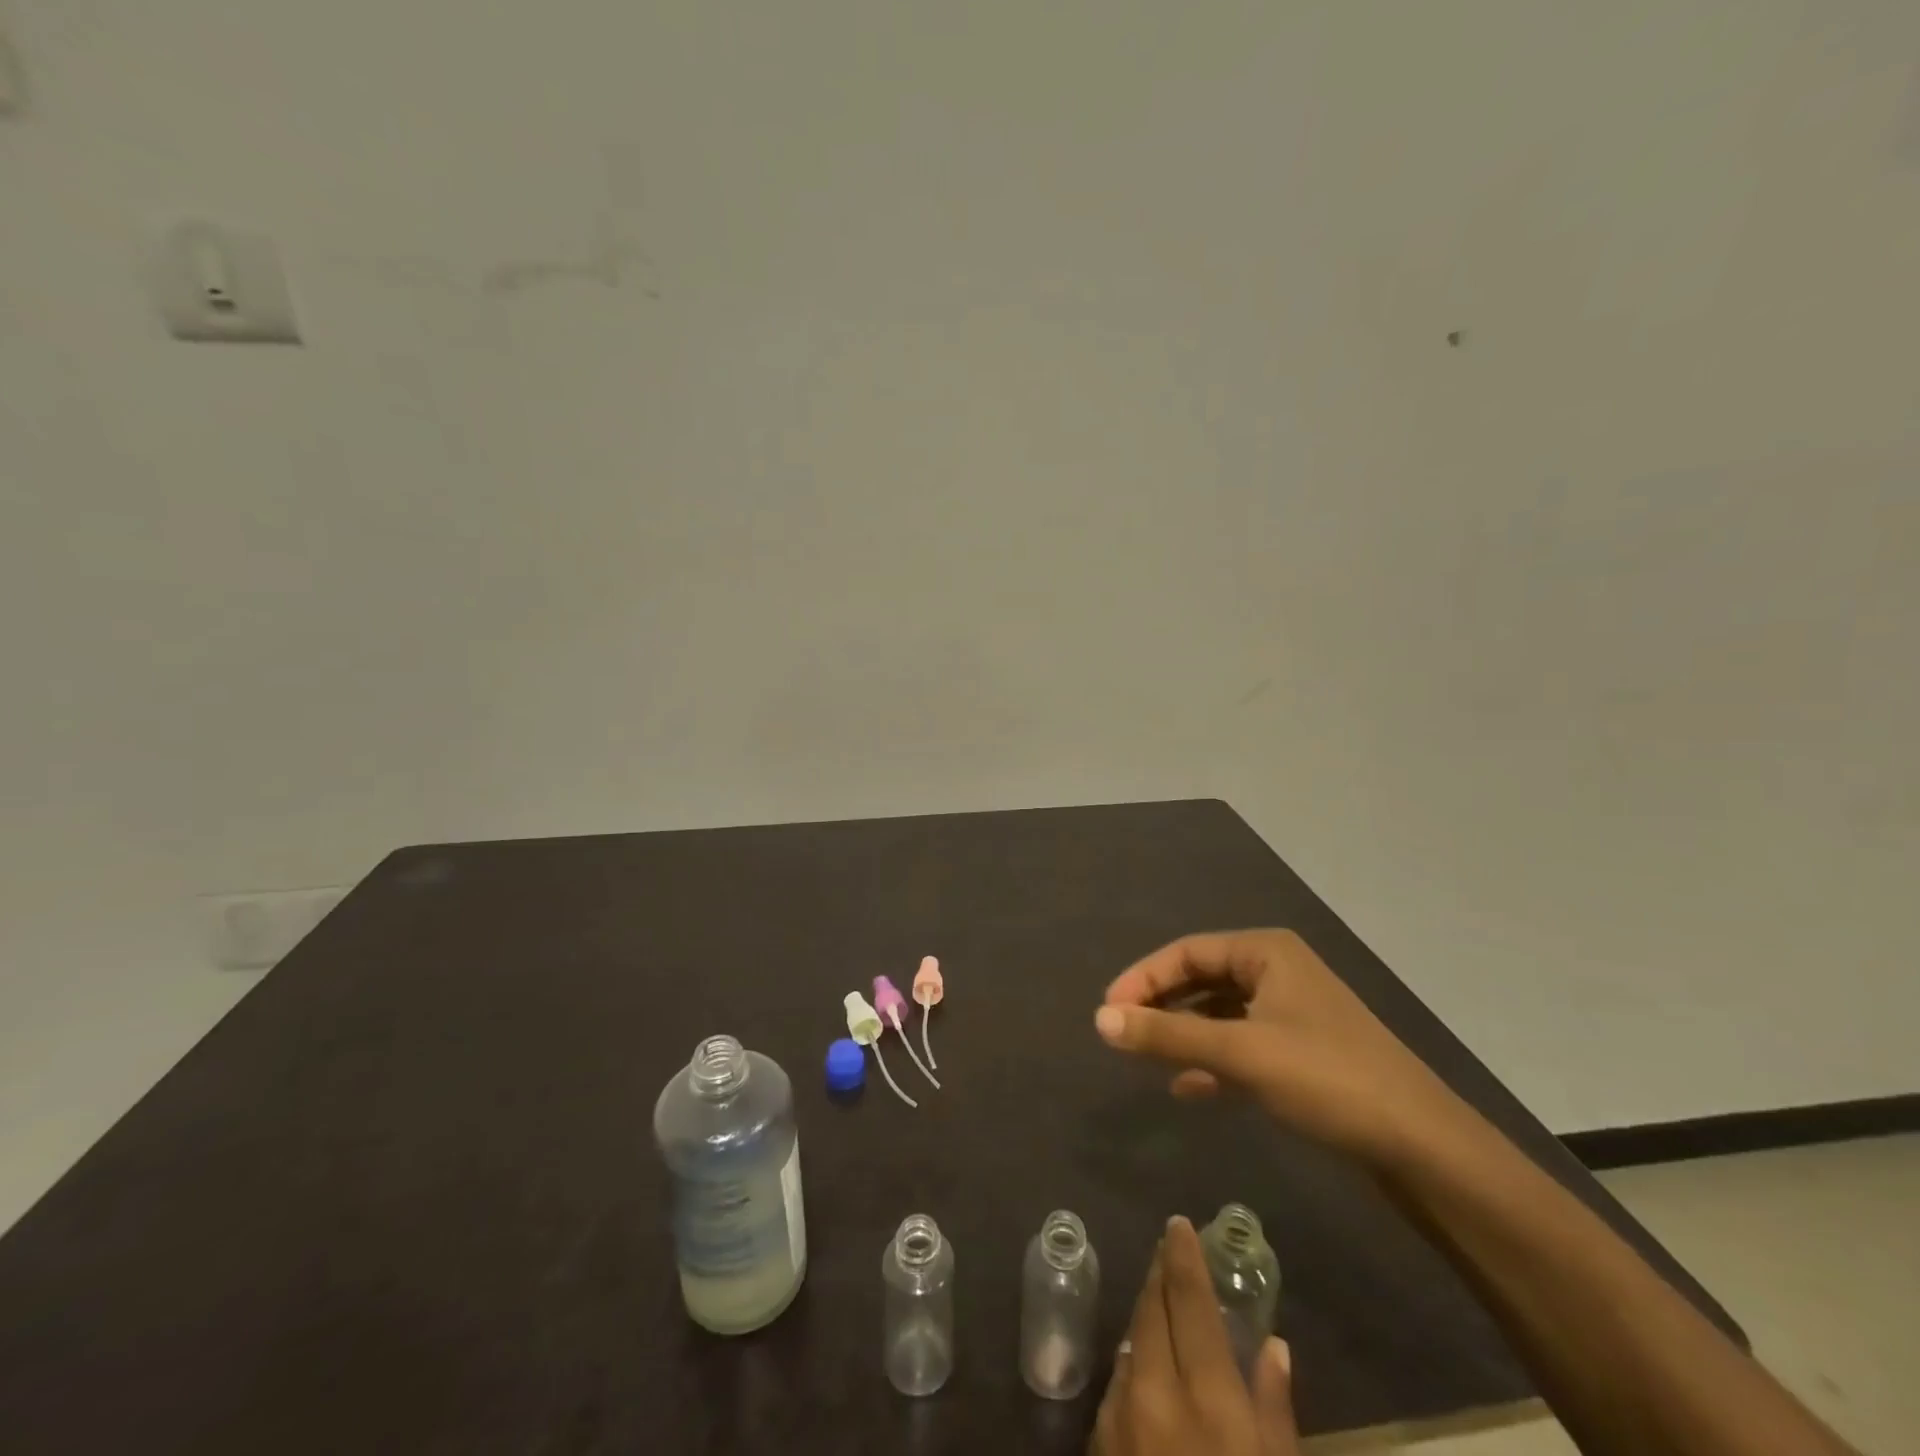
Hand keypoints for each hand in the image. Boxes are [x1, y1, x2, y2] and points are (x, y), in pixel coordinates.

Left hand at [1091, 1216, 1297, 1455]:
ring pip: (1132, 1341)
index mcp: (1206, 1399)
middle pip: (1152, 1310)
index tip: (1178, 1224)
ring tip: (1163, 1303)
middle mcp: (1154, 1392)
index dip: (1182, 1256)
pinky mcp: (1100, 1446)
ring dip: (1147, 1317)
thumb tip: (1273, 1346)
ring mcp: (1120, 1419)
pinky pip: (1120, 1384)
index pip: (1189, 1300)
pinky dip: (1136, 1363)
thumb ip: (1275, 1410)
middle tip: (1170, 1252)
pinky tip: (1150, 1368)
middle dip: (1160, 1276)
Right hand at [1094, 930, 1463, 1170]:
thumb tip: (1100, 1020)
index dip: (1142, 977)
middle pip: (1201, 978)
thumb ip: (1167, 1035)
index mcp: (1265, 952)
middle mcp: (1276, 970)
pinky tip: (1187, 1088)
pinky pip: (1240, 1042)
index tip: (1107, 1011)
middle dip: (1160, 1004)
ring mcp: (1291, 1010)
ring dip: (1183, 1032)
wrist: (1422, 1145)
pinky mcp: (1300, 1049)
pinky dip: (1211, 1059)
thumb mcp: (1240, 1054)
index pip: (1186, 952)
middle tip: (1120, 1032)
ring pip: (1219, 1012)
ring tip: (1146, 1057)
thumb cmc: (1326, 1078)